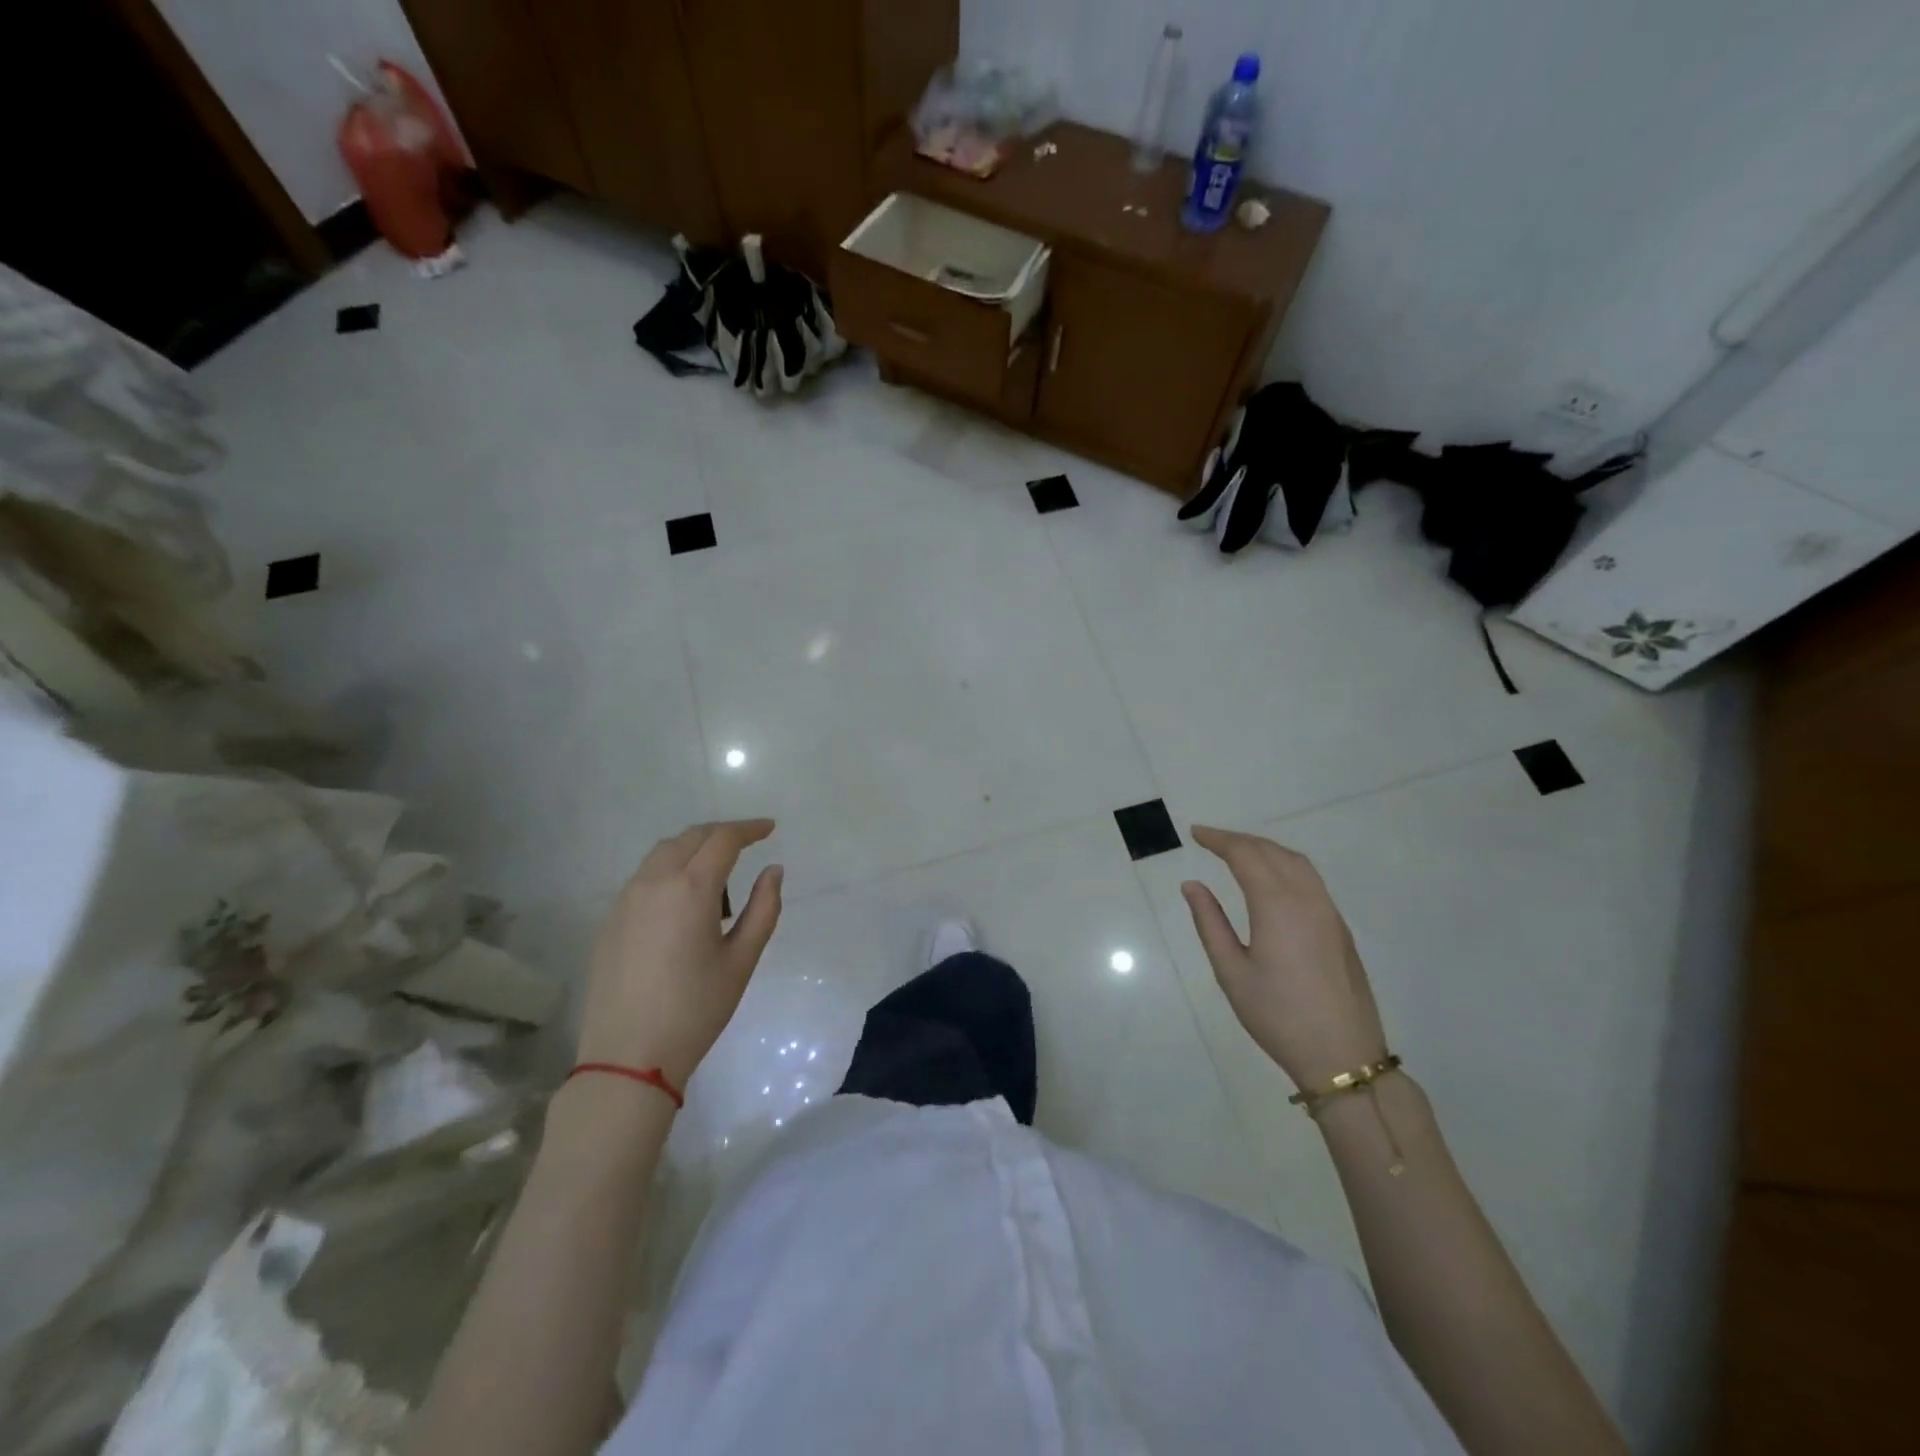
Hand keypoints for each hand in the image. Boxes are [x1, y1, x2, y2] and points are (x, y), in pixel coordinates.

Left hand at [576, 820, 783, 1089]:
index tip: (770, 829)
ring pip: (663, 853)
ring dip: (693, 850)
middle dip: (721, 834)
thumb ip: (764, 908)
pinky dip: (670, 871)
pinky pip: (644, 877)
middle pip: (690, 837)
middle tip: (747, 845)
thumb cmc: (696, 1009)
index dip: (749, 829)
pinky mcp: (610, 920)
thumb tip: (773, 871)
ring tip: (717, 882)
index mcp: (691, 888)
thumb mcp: (742, 960)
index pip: (723, 839)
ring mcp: (626, 899)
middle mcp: (654, 882)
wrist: (628, 1055)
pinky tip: (683, 905)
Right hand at [1181, 826, 1388, 1092]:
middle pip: (1272, 852)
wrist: (1343, 1057)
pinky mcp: (1339, 929)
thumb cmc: (1277, 1015)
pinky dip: (1285, 865)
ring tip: (1238, 853)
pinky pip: (1310, 879)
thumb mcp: (1231, 971)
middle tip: (1210, 840)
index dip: (1219, 840)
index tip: (1195, 833)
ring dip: (1265, 849)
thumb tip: (1192, 885)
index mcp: (1277, 905)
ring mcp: (1329, 912)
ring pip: (1296, 862)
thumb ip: (1210, 922)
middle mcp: (1307, 899)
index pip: (1245, 855)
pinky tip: (1271, 879)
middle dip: (1240, 840)